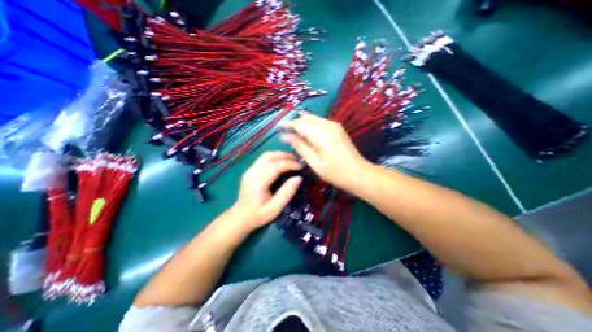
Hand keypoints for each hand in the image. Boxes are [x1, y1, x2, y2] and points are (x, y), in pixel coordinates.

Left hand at [230, 151, 302, 230]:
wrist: (240, 217)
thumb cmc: (258, 215)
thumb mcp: (275, 209)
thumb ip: (286, 193)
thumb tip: (299, 178)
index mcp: (258, 183)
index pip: (275, 166)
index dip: (289, 164)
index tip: (301, 166)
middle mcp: (252, 173)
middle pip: (269, 156)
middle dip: (286, 156)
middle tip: (298, 161)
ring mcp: (250, 170)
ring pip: (266, 155)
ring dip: (280, 155)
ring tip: (292, 160)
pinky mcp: (250, 170)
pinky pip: (263, 158)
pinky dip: (275, 157)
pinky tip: (282, 162)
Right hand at [281, 112, 368, 189]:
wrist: (359, 173)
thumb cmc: (336, 173)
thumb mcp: (315, 163)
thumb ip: (300, 147)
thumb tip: (285, 136)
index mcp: (322, 134)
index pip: (299, 123)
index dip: (287, 125)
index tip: (278, 129)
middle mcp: (328, 124)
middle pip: (306, 118)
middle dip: (295, 124)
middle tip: (287, 137)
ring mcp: (334, 125)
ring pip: (312, 119)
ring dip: (302, 125)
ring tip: (296, 138)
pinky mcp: (337, 128)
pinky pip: (319, 123)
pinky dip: (311, 127)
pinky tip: (308, 138)